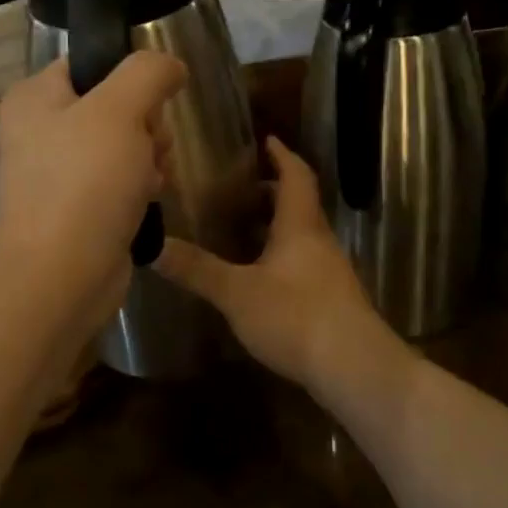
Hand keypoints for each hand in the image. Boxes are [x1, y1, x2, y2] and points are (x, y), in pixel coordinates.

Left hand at [0, 52, 185, 341]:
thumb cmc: (84, 184)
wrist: (60, 278)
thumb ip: (148, 72)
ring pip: (124, 144)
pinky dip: (139, 187)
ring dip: (149, 157)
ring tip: (150, 180)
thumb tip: (172, 65)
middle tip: (149, 148)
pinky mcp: (77, 207)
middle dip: (146, 125)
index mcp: (35, 97)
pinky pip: (119, 180)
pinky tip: (148, 201)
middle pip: (115, 105)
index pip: (92, 63)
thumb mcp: (120, 110)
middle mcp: (40, 130)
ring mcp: (57, 172)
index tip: (152, 102)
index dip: (131, 78)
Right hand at [157, 136, 381, 387]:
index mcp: (300, 225)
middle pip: (299, 204)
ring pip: (302, 235)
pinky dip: (280, 256)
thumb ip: (197, 269)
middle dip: (272, 191)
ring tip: (241, 230)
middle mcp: (319, 241)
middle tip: (239, 188)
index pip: (295, 175)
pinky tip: (260, 276)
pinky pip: (303, 262)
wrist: (355, 368)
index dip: (281, 155)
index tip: (266, 139)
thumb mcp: (237, 292)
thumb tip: (152, 245)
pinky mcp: (332, 299)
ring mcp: (330, 271)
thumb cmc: (297, 316)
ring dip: (276, 226)